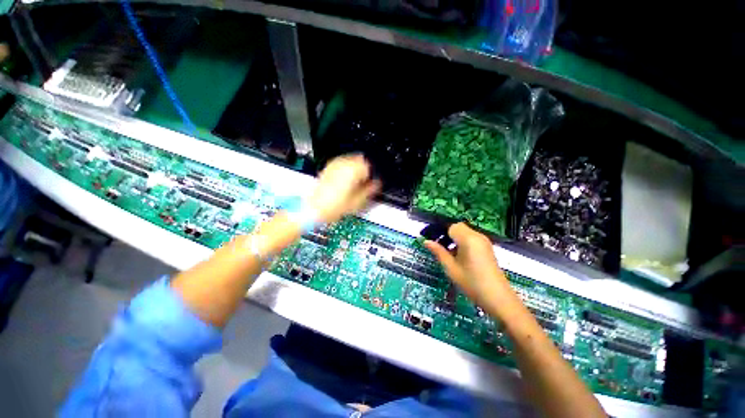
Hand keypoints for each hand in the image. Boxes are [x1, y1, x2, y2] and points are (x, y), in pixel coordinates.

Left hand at [308, 154, 380, 223]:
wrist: (315, 208)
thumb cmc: (334, 206)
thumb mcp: (358, 201)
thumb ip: (371, 189)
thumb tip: (377, 184)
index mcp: (354, 170)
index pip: (369, 166)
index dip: (371, 176)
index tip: (370, 183)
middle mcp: (344, 164)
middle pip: (360, 160)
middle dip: (363, 170)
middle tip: (362, 183)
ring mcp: (335, 164)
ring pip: (351, 160)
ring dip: (354, 168)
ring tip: (352, 182)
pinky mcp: (328, 167)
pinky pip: (341, 163)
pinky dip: (345, 169)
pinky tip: (344, 180)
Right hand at [424, 223, 510, 309]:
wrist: (498, 298)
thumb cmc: (472, 283)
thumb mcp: (451, 268)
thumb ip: (438, 252)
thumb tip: (425, 241)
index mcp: (468, 239)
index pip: (450, 227)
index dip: (439, 232)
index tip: (431, 241)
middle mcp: (477, 236)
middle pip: (458, 227)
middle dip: (446, 234)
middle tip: (438, 247)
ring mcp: (484, 241)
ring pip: (464, 232)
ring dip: (454, 238)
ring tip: (447, 253)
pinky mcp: (487, 248)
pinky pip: (471, 238)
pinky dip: (462, 242)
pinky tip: (458, 256)